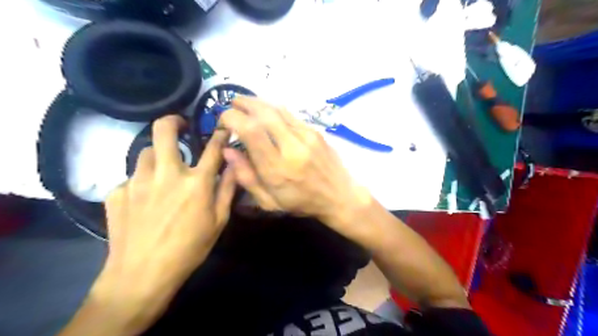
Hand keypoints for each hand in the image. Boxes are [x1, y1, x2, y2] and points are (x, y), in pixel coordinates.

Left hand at [95, 116, 233, 329]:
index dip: (219, 134)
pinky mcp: (117, 192)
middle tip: (178, 125)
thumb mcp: (218, 221)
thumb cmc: (189, 248)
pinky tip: (143, 201)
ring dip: (157, 156)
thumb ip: (228, 189)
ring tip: (162, 171)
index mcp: (196, 182)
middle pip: (163, 131)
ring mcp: (138, 181)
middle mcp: (167, 174)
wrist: (142, 274)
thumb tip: (235, 166)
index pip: (212, 148)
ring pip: (145, 152)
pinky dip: (141, 182)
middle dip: (172, 121)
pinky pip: (132, 177)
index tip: (221, 127)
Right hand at [217, 97, 371, 236]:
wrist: (340, 195)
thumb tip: (227, 151)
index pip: (251, 131)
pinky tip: (266, 111)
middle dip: (243, 103)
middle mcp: (292, 147)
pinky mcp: (315, 131)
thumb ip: (246, 177)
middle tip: (231, 104)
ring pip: (277, 109)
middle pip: (264, 113)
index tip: (224, 121)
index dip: (233, 119)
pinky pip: (290, 114)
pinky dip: (273, 108)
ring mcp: (306, 136)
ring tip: (245, 103)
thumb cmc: (302, 202)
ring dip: (257, 102)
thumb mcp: (269, 201)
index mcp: (277, 169)